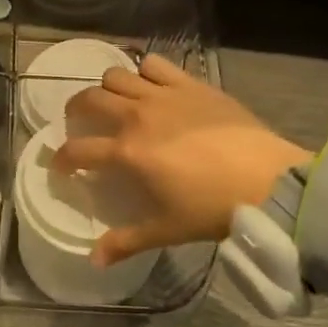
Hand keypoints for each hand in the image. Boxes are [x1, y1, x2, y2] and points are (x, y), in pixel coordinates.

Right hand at [58, 55, 308, 266]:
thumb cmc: (213, 208)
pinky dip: (145, 72)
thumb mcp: (166, 230)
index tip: (60, 165)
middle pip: (90, 100)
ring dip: (108, 87)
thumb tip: (93, 261)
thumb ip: (125, 242)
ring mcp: (163, 95)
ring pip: (117, 75)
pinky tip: (150, 85)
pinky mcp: (189, 83)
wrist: (267, 180)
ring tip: (115, 101)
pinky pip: (155, 64)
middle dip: (75, 110)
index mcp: (127, 153)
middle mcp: (137, 116)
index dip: (61, 157)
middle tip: (80, 122)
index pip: (78, 150)